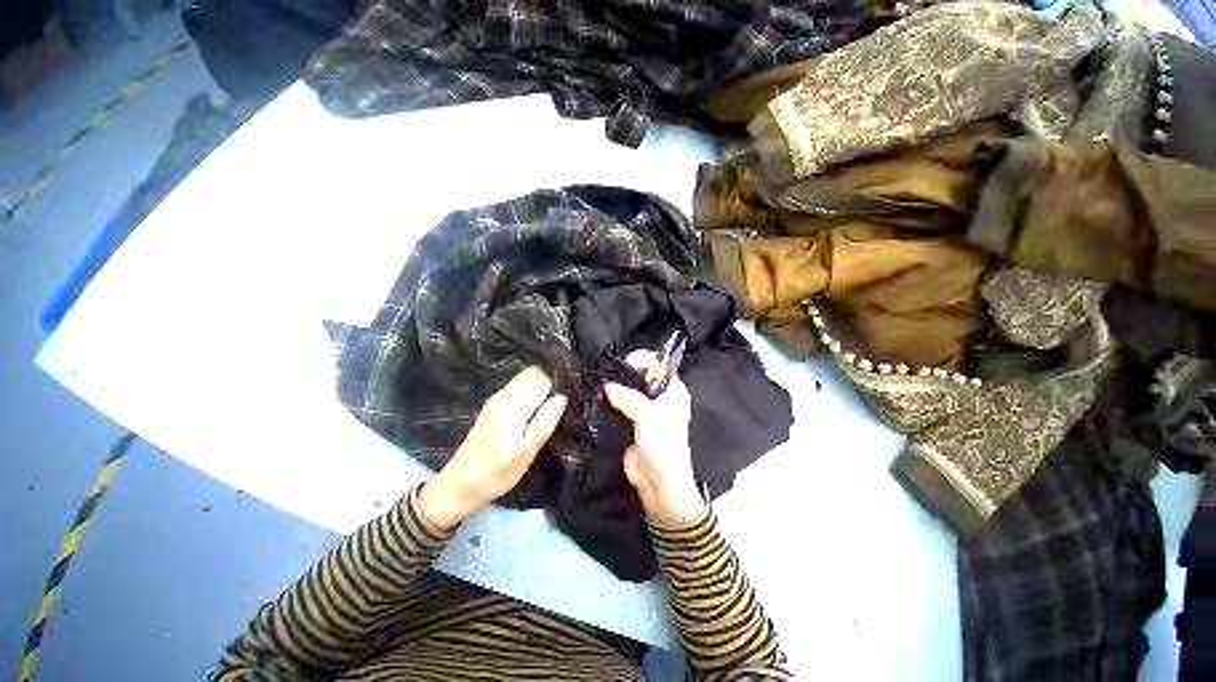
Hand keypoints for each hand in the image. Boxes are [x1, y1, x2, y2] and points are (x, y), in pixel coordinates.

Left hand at [418, 366, 566, 529]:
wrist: (457, 486)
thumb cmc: (494, 476)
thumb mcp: (524, 456)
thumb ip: (544, 424)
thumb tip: (562, 397)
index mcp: (510, 409)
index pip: (541, 379)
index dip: (559, 380)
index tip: (574, 388)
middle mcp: (502, 397)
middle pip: (533, 373)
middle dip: (552, 378)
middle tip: (568, 393)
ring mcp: (496, 399)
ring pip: (526, 377)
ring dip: (543, 382)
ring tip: (558, 397)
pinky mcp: (493, 404)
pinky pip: (518, 386)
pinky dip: (533, 388)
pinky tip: (541, 403)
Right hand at [604, 350, 705, 527]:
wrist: (659, 485)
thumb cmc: (663, 448)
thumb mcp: (649, 418)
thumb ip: (629, 397)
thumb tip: (606, 385)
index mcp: (672, 390)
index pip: (657, 363)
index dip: (641, 360)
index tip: (622, 365)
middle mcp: (659, 396)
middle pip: (639, 375)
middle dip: (623, 373)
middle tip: (604, 376)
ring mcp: (643, 409)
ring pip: (627, 389)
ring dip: (613, 387)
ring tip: (596, 386)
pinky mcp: (629, 422)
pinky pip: (618, 406)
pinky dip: (608, 401)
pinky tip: (595, 398)